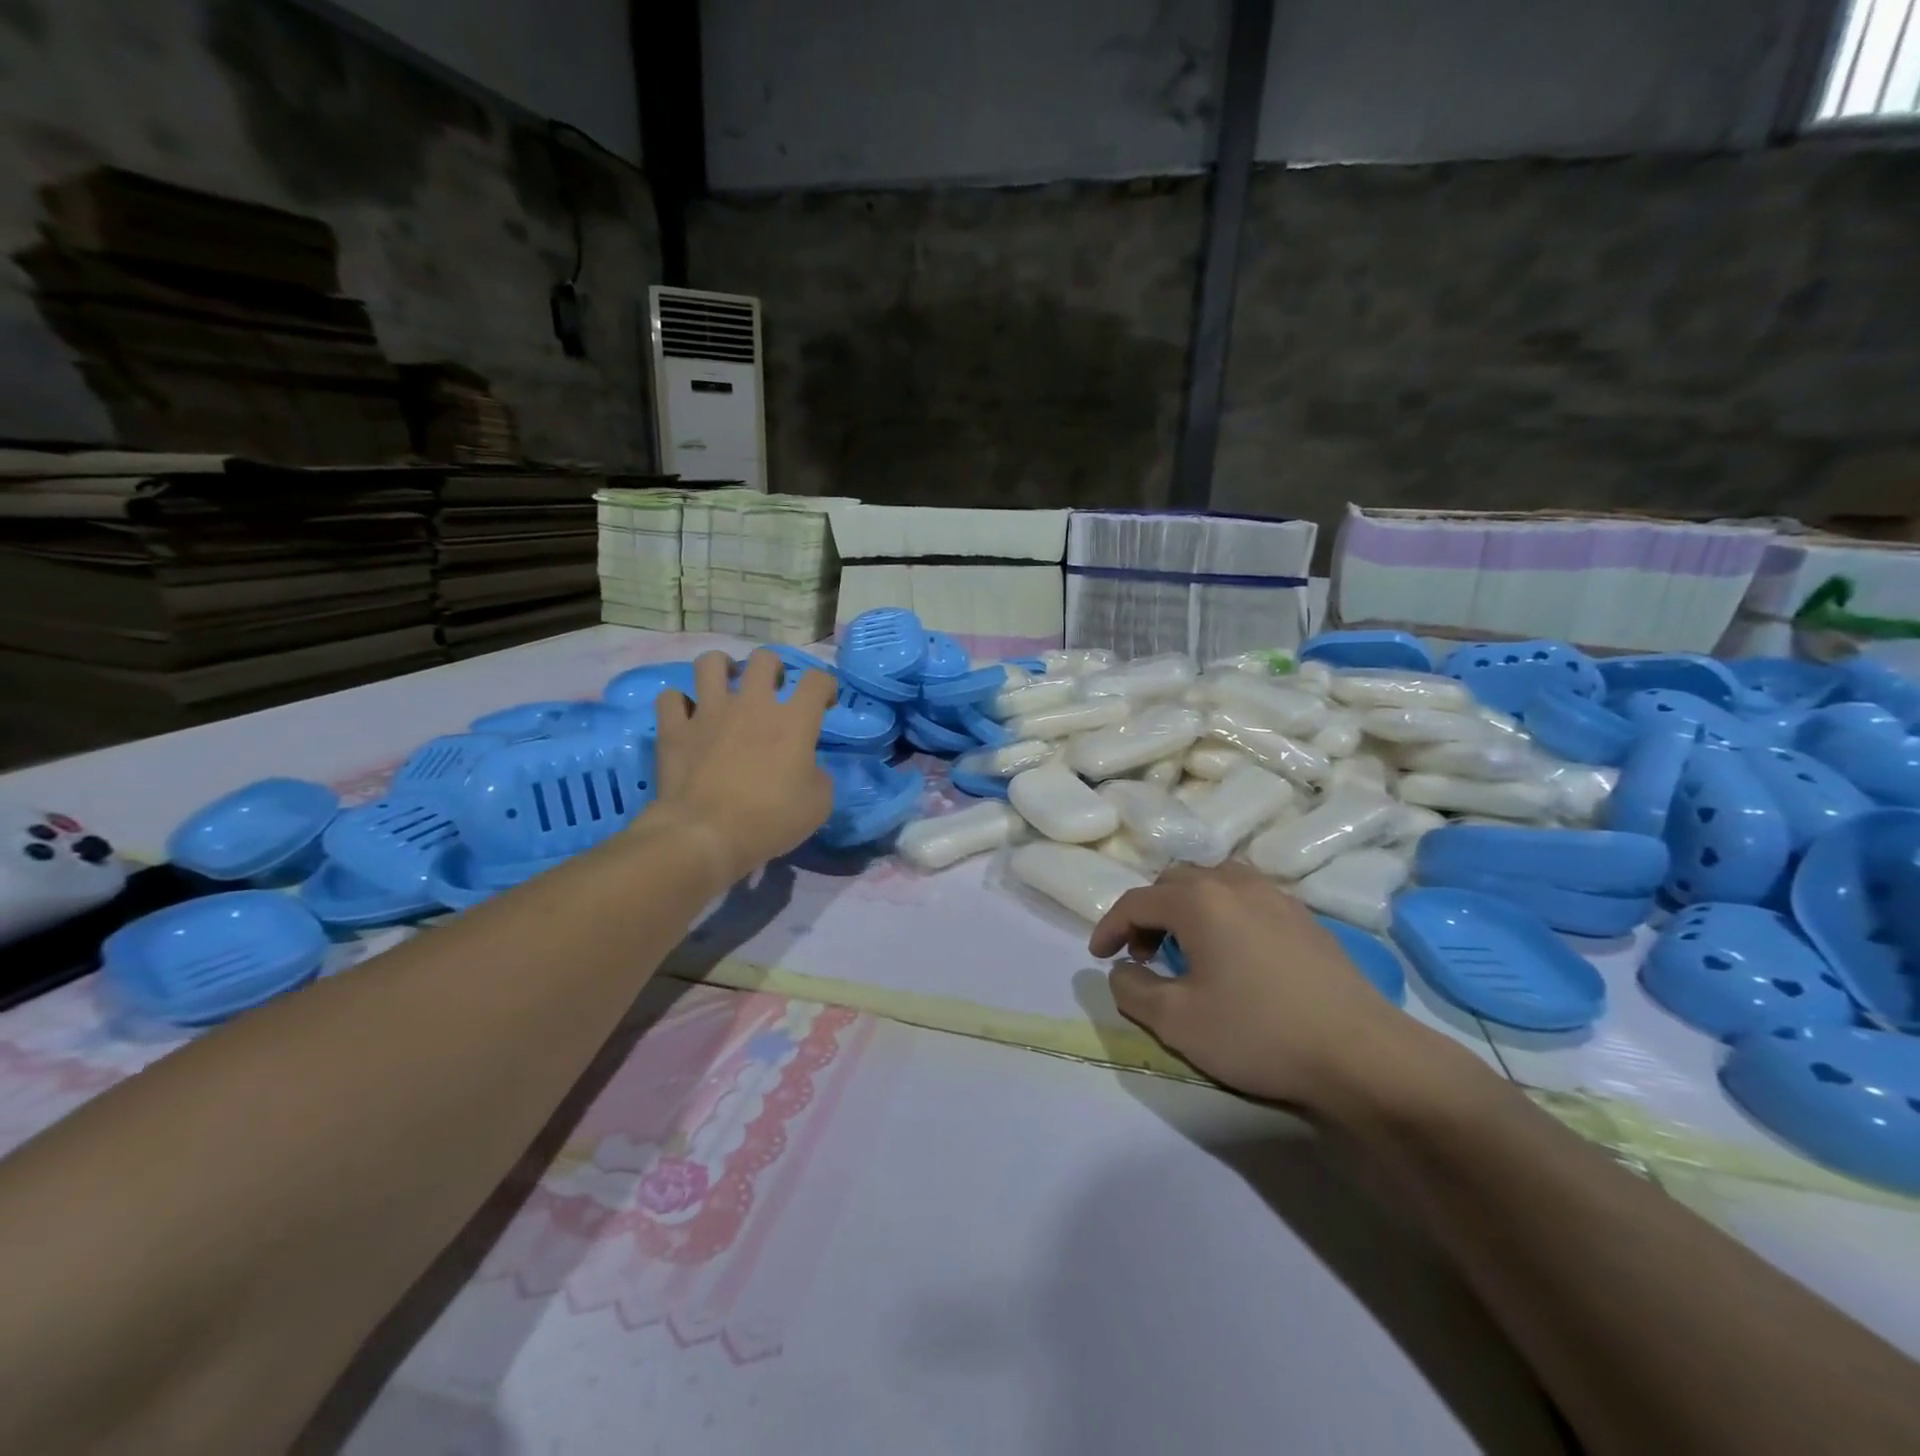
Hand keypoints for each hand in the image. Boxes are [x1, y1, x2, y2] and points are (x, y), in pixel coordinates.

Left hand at [647, 650, 836, 883]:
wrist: (705, 835)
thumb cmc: (770, 820)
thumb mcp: (818, 805)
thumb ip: (819, 776)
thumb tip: (808, 768)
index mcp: (793, 721)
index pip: (816, 680)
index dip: (825, 686)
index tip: (824, 704)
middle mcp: (752, 704)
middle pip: (764, 659)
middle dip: (773, 667)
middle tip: (773, 690)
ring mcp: (709, 712)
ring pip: (710, 663)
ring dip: (721, 668)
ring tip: (725, 684)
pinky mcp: (674, 729)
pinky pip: (670, 698)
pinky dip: (679, 704)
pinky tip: (687, 716)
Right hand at [1090, 862, 1437, 1112]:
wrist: (1361, 1054)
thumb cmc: (1259, 1033)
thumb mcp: (1177, 1022)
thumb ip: (1132, 990)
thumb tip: (1122, 970)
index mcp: (1198, 901)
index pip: (1136, 902)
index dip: (1110, 927)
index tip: (1099, 957)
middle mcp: (1234, 883)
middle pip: (1173, 883)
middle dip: (1148, 914)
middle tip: (1143, 955)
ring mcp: (1275, 896)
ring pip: (1213, 882)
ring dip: (1186, 908)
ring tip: (1187, 948)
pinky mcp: (1304, 916)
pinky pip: (1246, 897)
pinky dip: (1222, 913)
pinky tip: (1233, 953)